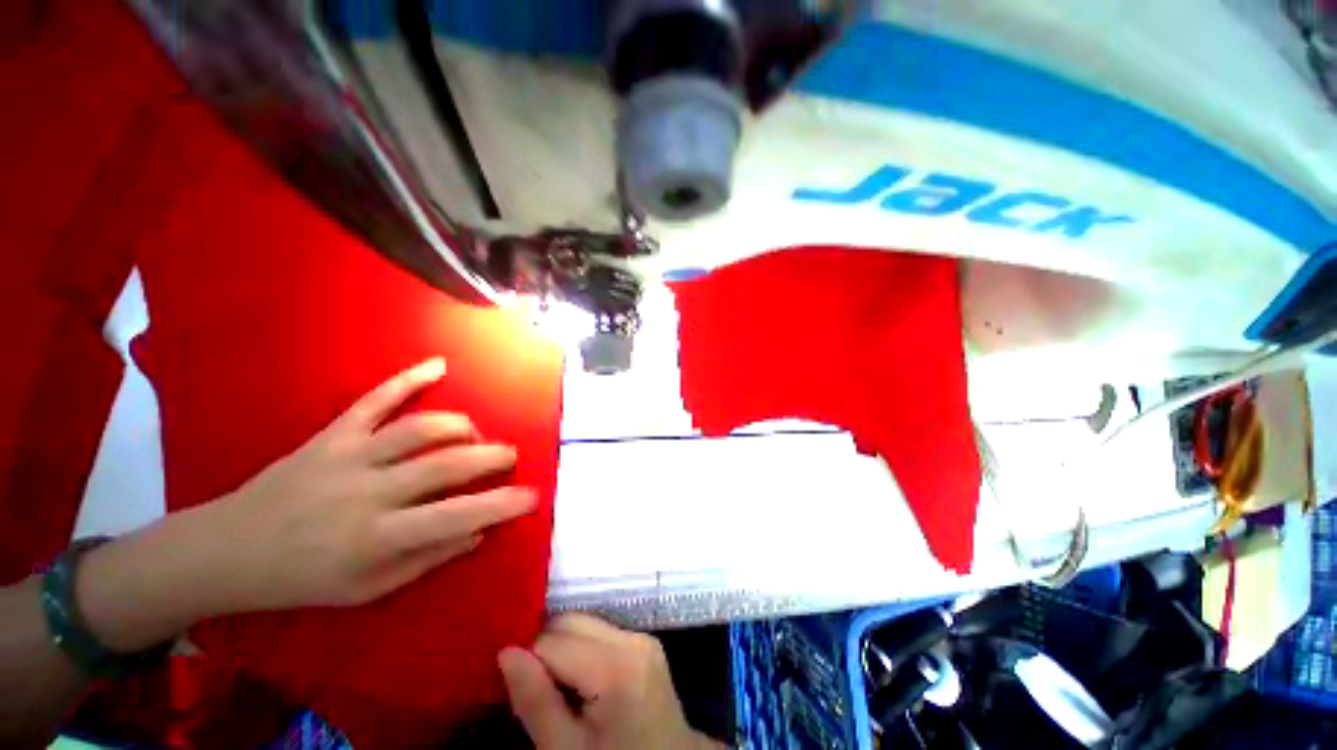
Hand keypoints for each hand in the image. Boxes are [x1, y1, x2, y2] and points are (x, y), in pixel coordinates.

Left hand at [208, 357, 536, 610]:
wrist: (227, 551)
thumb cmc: (303, 580)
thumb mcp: (367, 591)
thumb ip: (427, 559)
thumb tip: (479, 531)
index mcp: (375, 538)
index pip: (457, 516)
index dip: (503, 504)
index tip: (534, 496)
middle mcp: (367, 492)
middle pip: (446, 464)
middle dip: (492, 457)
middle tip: (511, 457)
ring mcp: (348, 456)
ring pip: (420, 428)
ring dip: (461, 426)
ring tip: (477, 434)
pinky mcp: (331, 435)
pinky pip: (375, 400)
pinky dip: (409, 379)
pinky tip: (439, 365)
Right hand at [499, 614, 723, 749]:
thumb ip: (534, 701)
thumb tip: (506, 651)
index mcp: (615, 665)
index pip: (551, 640)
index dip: (528, 663)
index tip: (521, 692)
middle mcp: (631, 638)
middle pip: (570, 622)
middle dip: (546, 649)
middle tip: (539, 693)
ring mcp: (642, 637)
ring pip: (584, 623)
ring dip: (564, 649)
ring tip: (561, 691)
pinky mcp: (646, 641)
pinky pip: (601, 632)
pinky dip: (583, 650)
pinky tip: (583, 684)